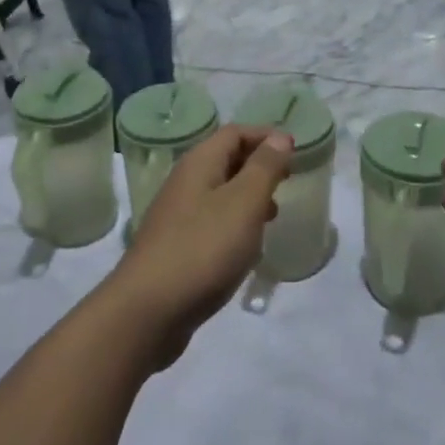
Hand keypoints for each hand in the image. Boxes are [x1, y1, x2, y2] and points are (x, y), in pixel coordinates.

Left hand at [107, 126, 292, 367]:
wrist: (148, 311)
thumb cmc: (203, 248)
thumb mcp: (243, 203)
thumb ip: (264, 168)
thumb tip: (280, 137)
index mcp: (199, 164)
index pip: (234, 133)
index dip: (265, 136)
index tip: (296, 150)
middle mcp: (185, 183)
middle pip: (226, 160)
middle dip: (259, 166)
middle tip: (288, 181)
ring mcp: (177, 217)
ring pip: (220, 194)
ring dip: (248, 198)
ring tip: (273, 216)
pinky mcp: (177, 248)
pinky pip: (212, 223)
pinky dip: (235, 226)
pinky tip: (247, 250)